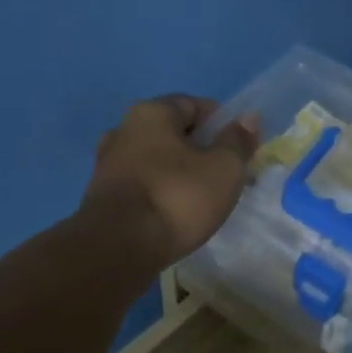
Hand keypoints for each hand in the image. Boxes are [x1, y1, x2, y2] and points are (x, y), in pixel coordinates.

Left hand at [82, 95, 260, 268]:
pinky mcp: (101, 197)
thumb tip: (249, 118)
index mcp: (151, 112)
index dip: (221, 124)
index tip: (239, 149)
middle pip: (172, 134)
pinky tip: (174, 215)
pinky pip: (141, 186)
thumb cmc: (177, 198)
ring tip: (200, 200)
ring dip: (178, 174)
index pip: (194, 105)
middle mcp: (122, 129)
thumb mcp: (223, 169)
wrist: (119, 247)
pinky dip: (160, 194)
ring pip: (155, 162)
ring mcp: (107, 164)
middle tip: (224, 177)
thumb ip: (237, 141)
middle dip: (200, 151)